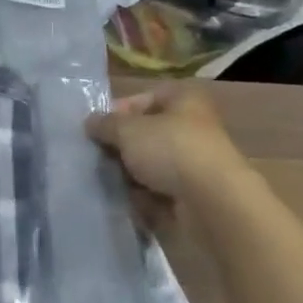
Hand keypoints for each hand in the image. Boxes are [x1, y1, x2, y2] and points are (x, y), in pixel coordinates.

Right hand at [86, 80, 256, 230]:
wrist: (212, 204)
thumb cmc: (170, 150)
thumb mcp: (126, 129)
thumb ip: (105, 124)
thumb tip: (90, 122)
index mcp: (184, 100)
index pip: (143, 99)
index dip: (117, 112)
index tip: (96, 130)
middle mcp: (193, 128)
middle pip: (147, 134)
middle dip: (122, 148)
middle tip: (98, 158)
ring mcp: (196, 164)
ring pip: (152, 165)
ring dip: (130, 174)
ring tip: (108, 182)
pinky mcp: (196, 196)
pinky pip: (160, 193)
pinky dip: (144, 198)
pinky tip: (127, 202)